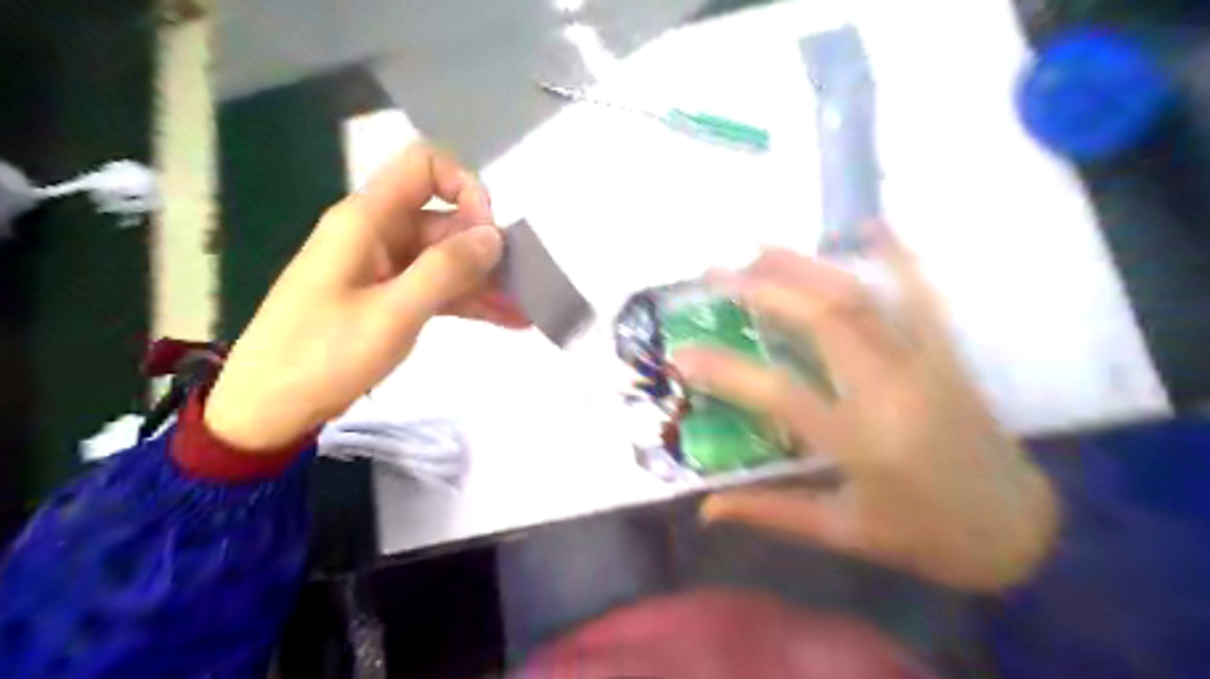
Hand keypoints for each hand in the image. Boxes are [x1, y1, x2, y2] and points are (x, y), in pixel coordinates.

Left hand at [204, 140, 527, 451]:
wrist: (268, 407)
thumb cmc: (323, 356)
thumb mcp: (392, 313)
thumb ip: (445, 269)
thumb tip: (493, 235)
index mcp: (367, 220)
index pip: (425, 166)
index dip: (465, 188)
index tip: (488, 235)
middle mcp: (378, 234)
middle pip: (444, 219)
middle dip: (486, 249)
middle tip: (522, 287)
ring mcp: (383, 268)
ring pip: (445, 258)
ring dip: (485, 281)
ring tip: (524, 310)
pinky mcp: (386, 298)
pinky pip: (436, 287)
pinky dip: (468, 301)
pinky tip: (506, 320)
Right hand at [678, 225, 1059, 589]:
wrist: (1019, 532)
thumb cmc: (924, 537)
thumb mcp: (841, 531)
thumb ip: (769, 511)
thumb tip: (706, 509)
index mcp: (860, 442)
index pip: (779, 394)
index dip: (725, 370)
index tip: (683, 353)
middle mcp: (891, 391)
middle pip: (822, 320)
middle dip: (764, 290)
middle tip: (716, 273)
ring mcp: (925, 364)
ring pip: (861, 298)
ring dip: (807, 267)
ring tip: (760, 249)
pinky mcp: (947, 354)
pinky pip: (923, 295)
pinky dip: (898, 256)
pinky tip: (871, 225)